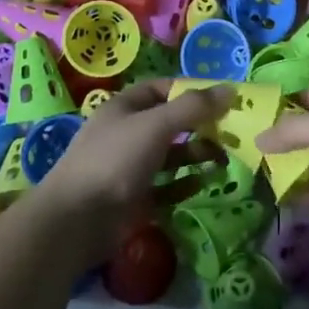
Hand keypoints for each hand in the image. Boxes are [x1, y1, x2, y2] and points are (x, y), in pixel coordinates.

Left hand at [31, 80, 230, 262]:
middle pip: (169, 123)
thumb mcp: (156, 125)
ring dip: (196, 155)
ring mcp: (129, 167)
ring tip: (223, 159)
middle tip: (232, 132)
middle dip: (200, 126)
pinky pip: (166, 187)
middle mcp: (127, 134)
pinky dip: (185, 184)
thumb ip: (193, 107)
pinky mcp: (133, 199)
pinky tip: (204, 184)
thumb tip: (231, 89)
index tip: (223, 99)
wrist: (77, 220)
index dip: (191, 91)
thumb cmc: (115, 160)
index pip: (162, 89)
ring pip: (170, 156)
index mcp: (125, 108)